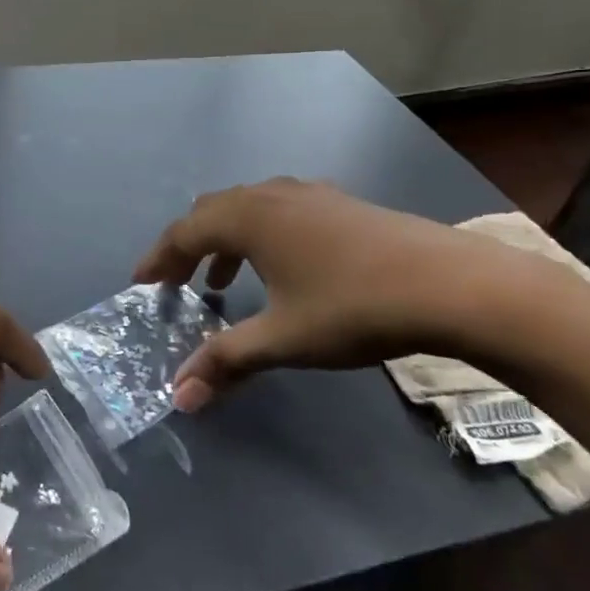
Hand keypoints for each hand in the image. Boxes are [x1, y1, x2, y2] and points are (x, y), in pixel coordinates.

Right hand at [133, 180, 565, 411]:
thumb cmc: (353, 307)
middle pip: (211, 213)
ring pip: (247, 209)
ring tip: (222, 284)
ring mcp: (309, 194)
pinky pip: (278, 211)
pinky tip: (281, 268)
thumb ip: (227, 360)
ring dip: (224, 243)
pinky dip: (259, 236)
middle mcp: (271, 194)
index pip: (184, 232)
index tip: (141, 284)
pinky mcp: (339, 204)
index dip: (158, 259)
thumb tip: (179, 396)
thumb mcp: (283, 338)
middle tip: (175, 284)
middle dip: (187, 249)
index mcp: (248, 216)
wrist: (448, 283)